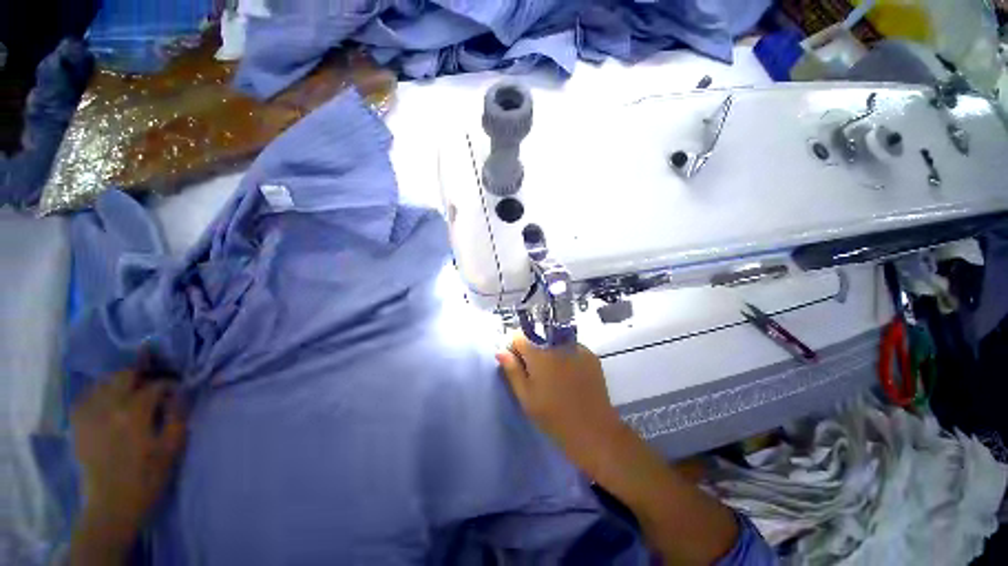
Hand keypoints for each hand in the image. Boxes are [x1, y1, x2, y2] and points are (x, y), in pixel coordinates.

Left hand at [71, 369, 186, 539]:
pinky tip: (107, 401)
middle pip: (124, 375)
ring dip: (120, 382)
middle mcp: (109, 406)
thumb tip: (180, 394)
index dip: (168, 385)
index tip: (176, 391)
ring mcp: (89, 414)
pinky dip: (99, 392)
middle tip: (153, 386)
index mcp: (134, 413)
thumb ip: (176, 416)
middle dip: (142, 375)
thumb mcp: (171, 449)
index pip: (155, 385)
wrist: (110, 506)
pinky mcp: (77, 424)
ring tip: (131, 392)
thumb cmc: (146, 478)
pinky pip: (86, 396)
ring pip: (103, 382)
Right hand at [495, 335, 624, 477]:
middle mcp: (557, 345)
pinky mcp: (591, 355)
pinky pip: (571, 348)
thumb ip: (513, 371)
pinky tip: (570, 376)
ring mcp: (577, 348)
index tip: (518, 362)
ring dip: (550, 352)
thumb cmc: (554, 417)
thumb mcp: (527, 397)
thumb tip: (500, 351)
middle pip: (538, 337)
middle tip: (537, 373)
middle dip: (533, 350)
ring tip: (555, 376)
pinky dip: (566, 356)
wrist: (594, 431)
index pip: (520, 336)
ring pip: (555, 342)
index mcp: (539, 354)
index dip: (515, 347)